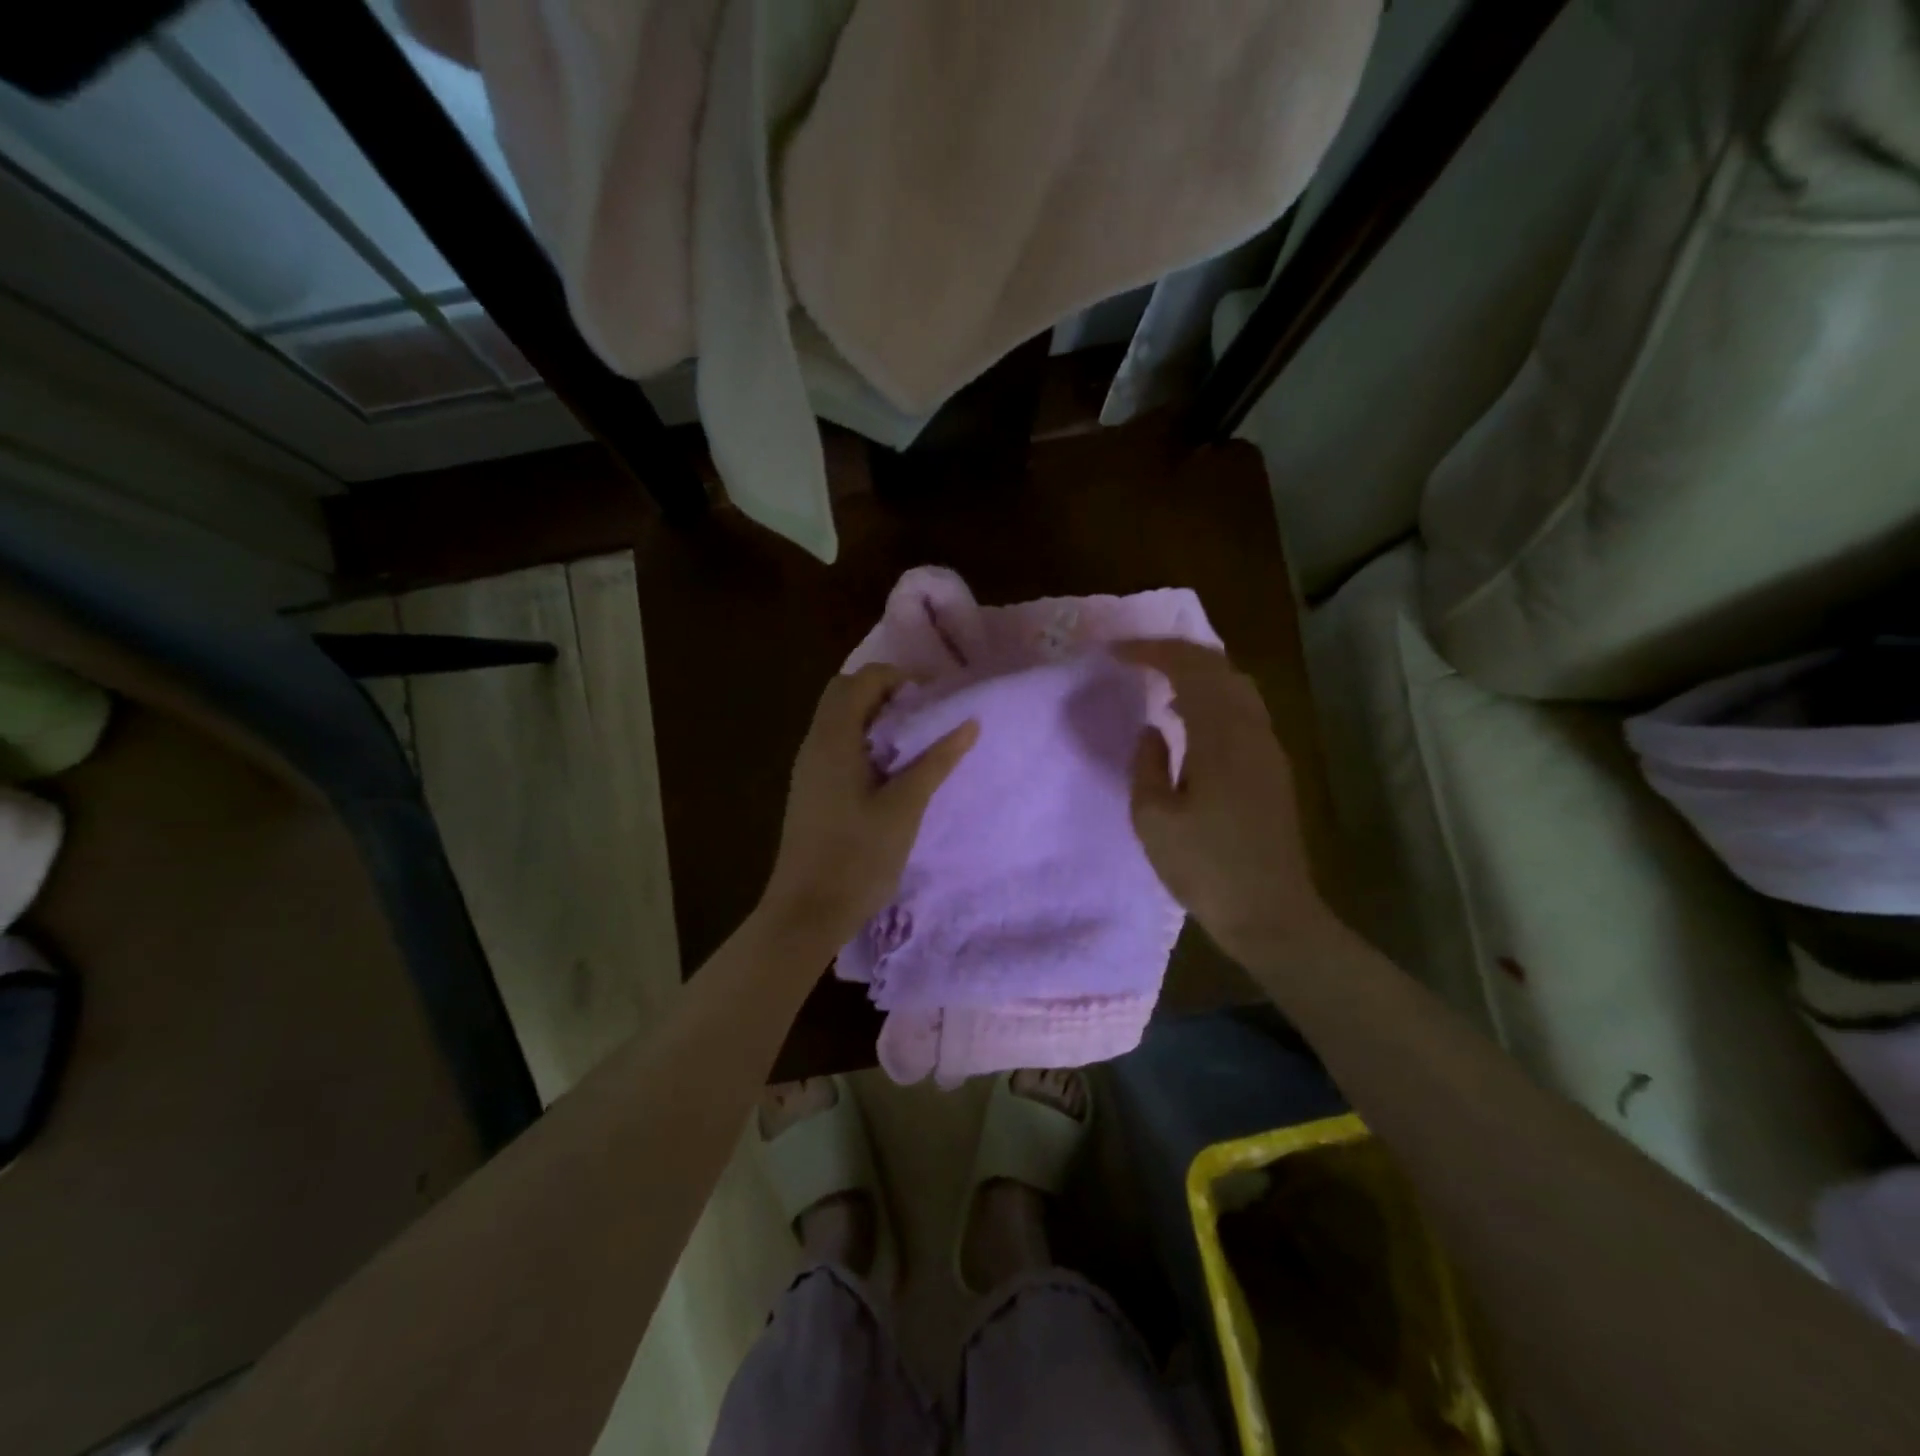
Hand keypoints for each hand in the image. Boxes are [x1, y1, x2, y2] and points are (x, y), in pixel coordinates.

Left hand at [760, 664, 977, 946]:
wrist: (806, 912)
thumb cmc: (857, 857)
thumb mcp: (905, 807)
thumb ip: (936, 761)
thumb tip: (969, 723)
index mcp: (834, 739)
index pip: (862, 679)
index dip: (900, 679)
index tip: (934, 701)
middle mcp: (815, 743)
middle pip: (845, 693)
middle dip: (885, 693)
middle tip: (923, 716)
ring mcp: (808, 767)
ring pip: (839, 719)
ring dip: (875, 717)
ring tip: (914, 742)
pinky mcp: (810, 789)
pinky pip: (836, 744)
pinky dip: (864, 740)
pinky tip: (890, 772)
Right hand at [1118, 640, 1338, 967]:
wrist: (1271, 913)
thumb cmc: (1205, 868)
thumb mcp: (1153, 819)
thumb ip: (1147, 764)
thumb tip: (1153, 729)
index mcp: (1221, 737)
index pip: (1190, 669)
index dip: (1152, 652)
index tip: (1116, 652)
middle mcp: (1252, 731)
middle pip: (1220, 668)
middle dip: (1177, 653)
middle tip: (1137, 656)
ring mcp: (1269, 748)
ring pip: (1237, 687)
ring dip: (1199, 673)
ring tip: (1161, 681)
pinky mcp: (1274, 768)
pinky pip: (1244, 711)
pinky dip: (1214, 697)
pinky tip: (1191, 719)